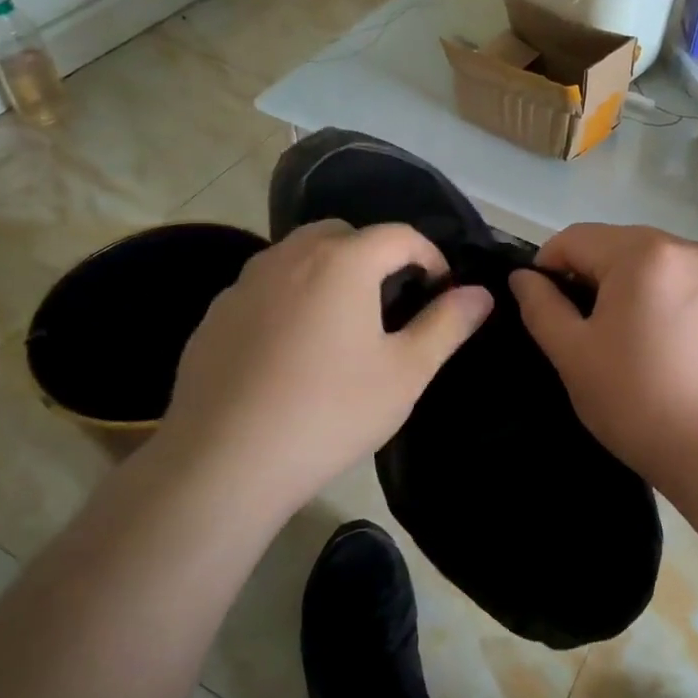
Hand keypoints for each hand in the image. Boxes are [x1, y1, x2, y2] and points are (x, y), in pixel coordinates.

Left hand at [156, 220, 492, 516]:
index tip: (440, 291)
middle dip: (376, 255)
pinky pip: (265, 287)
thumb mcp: (406, 373)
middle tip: (391, 302)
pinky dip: (290, 297)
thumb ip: (447, 324)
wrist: (224, 463)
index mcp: (342, 261)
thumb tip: (480, 293)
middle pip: (344, 234)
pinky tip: (291, 350)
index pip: (399, 234)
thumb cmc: (330, 413)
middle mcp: (290, 256)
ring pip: (299, 255)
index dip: (430, 256)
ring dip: (330, 272)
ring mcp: (245, 283)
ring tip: (342, 323)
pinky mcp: (216, 314)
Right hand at [508, 223, 697, 494]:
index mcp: (645, 254)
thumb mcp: (573, 355)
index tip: (544, 306)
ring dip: (630, 286)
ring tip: (628, 338)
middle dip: (592, 275)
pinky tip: (666, 344)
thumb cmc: (637, 402)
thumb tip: (523, 277)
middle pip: (619, 245)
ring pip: (655, 264)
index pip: (576, 238)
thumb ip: (541, 306)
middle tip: (585, 327)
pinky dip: (666, 300)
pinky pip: (687, 284)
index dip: (548, 267)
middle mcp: (689, 249)